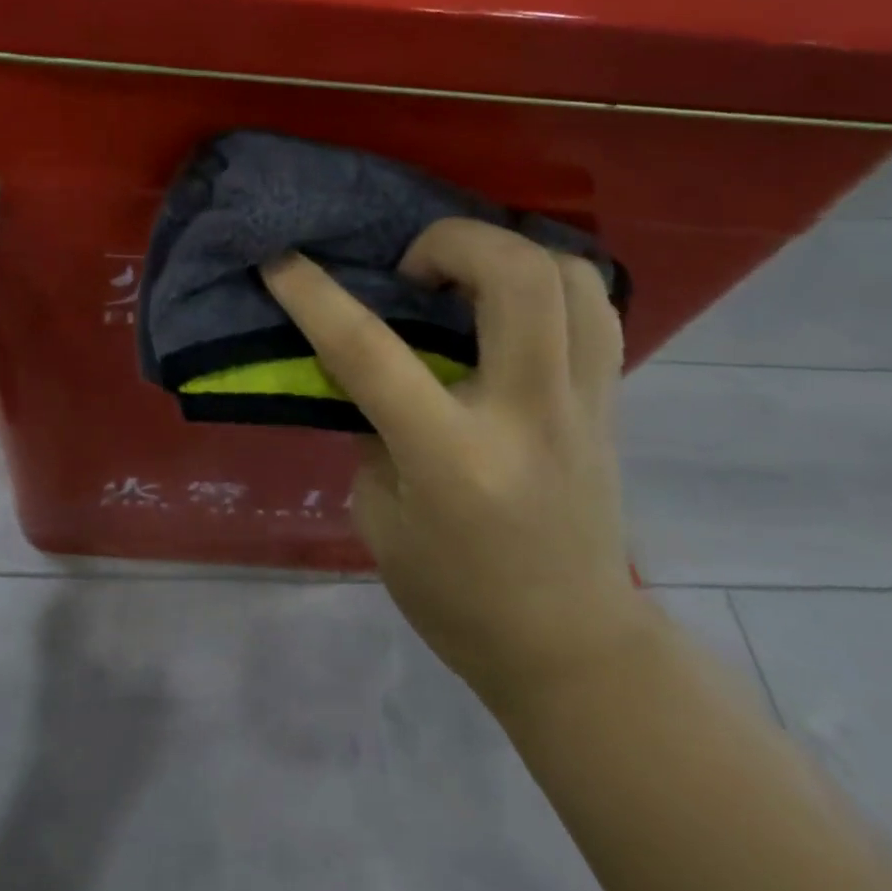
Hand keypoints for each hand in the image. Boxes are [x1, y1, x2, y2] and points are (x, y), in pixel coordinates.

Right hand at [261, 220, 647, 711]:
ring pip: (571, 276)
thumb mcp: (379, 519)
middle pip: (516, 276)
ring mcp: (584, 403)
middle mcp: (529, 415)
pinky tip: (510, 305)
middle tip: (413, 271)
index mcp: (453, 458)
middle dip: (451, 241)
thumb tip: (375, 368)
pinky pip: (594, 306)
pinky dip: (549, 281)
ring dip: (507, 252)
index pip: (372, 354)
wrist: (574, 649)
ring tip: (465, 279)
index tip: (281, 261)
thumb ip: (373, 429)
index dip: (315, 297)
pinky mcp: (611, 401)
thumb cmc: (457, 598)